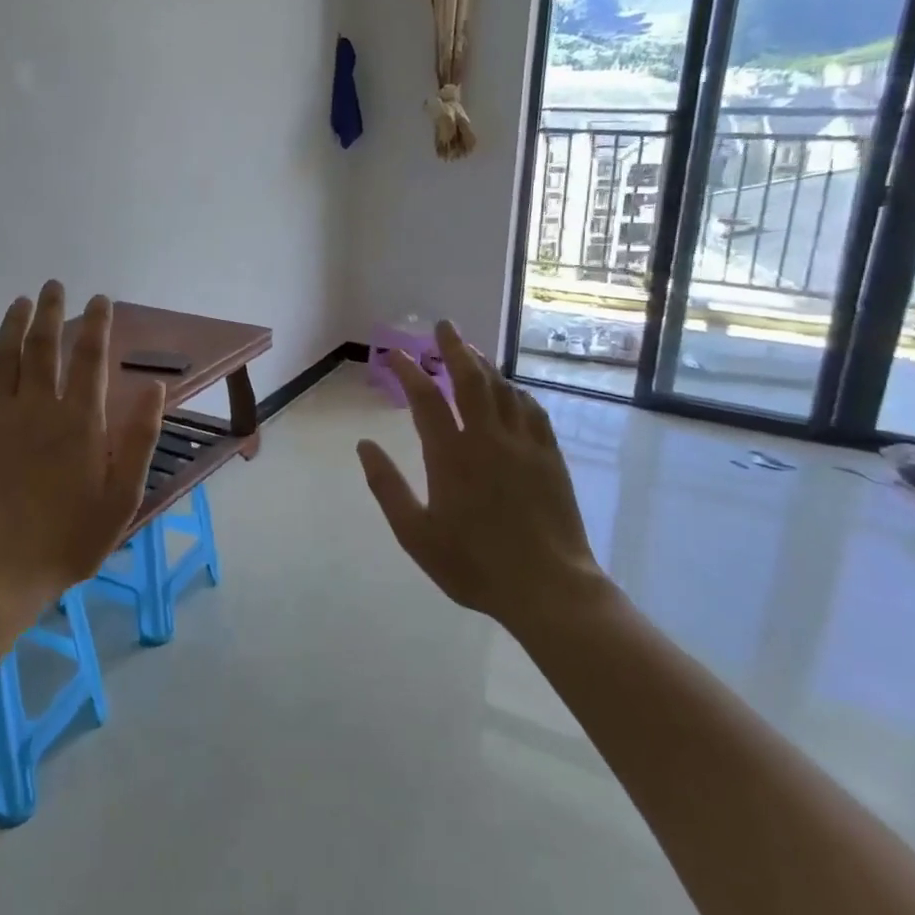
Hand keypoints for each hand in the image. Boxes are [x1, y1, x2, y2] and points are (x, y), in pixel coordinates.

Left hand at [0, 282, 165, 611]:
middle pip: (44, 347)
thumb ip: (139, 439)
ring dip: (13, 325)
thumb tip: (156, 387)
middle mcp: (38, 408)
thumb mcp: (123, 496)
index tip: (99, 299)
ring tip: (22, 301)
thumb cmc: (72, 537)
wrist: (2, 569)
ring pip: (4, 358)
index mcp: (80, 421)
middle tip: (55, 285)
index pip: (90, 358)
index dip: (96, 324)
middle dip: (52, 312)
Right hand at [356, 322, 604, 622]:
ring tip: (470, 350)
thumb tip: (364, 445)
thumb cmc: (473, 564)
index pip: (425, 398)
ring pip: (502, 389)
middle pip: (470, 378)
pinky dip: (515, 391)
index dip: (407, 370)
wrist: (548, 588)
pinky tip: (510, 389)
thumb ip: (387, 486)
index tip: (393, 353)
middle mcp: (487, 438)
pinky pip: (531, 410)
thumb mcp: (415, 533)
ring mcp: (524, 444)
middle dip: (454, 347)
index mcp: (450, 455)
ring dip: (484, 364)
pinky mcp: (550, 457)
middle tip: (443, 326)